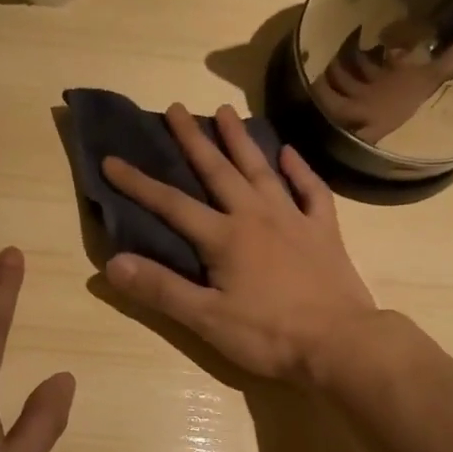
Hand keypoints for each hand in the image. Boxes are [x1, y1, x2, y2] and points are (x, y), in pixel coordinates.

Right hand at [101, 104, 376, 383]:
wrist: (340, 344)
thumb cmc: (268, 335)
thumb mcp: (206, 319)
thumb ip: (161, 289)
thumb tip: (113, 263)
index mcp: (224, 237)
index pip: (171, 204)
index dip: (138, 183)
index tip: (112, 160)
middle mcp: (256, 216)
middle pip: (218, 171)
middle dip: (193, 139)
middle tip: (176, 108)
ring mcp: (294, 219)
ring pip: (261, 170)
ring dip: (240, 140)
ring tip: (225, 110)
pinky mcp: (324, 231)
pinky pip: (312, 191)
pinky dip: (300, 170)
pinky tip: (289, 153)